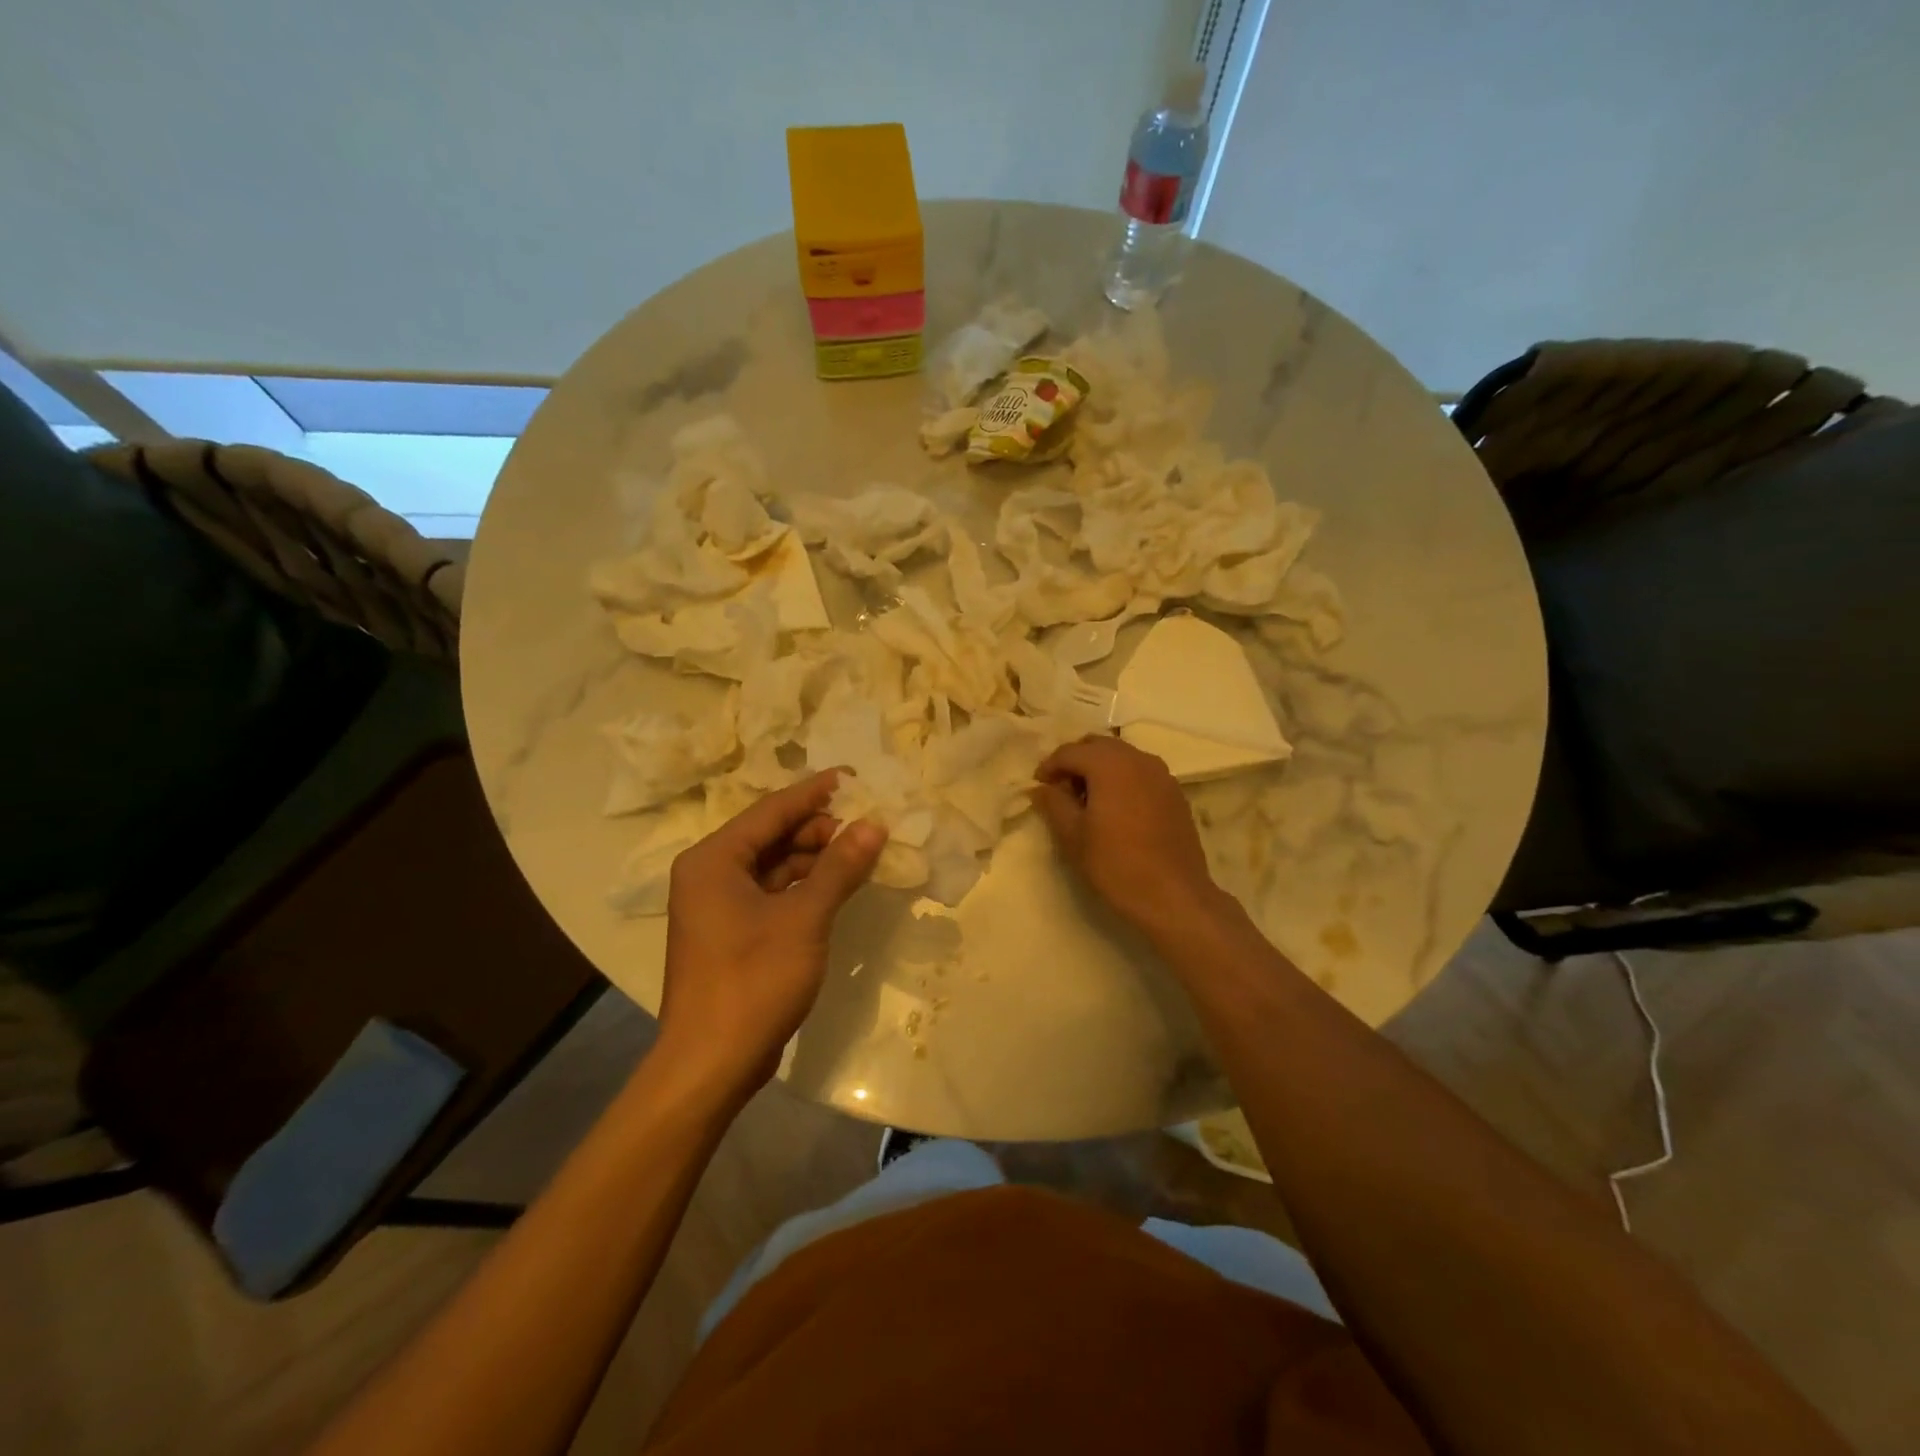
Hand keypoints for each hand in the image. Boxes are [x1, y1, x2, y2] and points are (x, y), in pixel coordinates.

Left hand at [657, 771, 886, 1099]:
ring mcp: (719, 906)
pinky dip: (805, 887)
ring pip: (774, 866)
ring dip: (816, 859)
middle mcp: (710, 874)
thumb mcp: (804, 918)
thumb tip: (874, 824)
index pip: (771, 810)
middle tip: (868, 823)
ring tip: (862, 852)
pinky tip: (839, 886)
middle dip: (820, 828)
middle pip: (772, 836)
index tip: (855, 776)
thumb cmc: (753, 981)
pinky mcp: (732, 933)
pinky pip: (773, 893)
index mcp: (714, 860)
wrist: (711, 1064)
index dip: (815, 792)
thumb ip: (839, 867)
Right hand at [1032, 736, 1229, 943]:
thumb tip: (1042, 788)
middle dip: (1076, 761)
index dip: (1049, 766)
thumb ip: (1054, 804)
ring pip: (1122, 756)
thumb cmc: (1116, 865)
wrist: (1173, 896)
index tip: (1038, 786)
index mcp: (1110, 764)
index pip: (1070, 751)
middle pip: (1098, 745)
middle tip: (1061, 789)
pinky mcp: (1174, 793)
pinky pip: (1140, 772)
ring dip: (1100, 768)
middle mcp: (1138, 759)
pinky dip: (1122, 779)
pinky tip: (1115, 808)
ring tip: (1087, 799)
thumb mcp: (1073, 836)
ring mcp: (1161, 774)